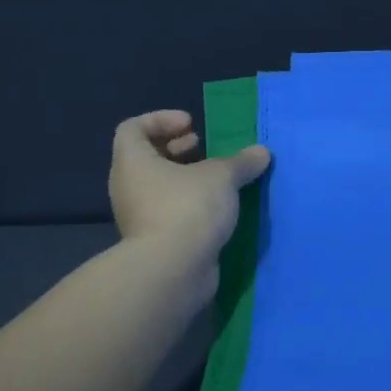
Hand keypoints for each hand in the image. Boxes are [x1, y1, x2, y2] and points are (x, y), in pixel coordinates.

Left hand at [109, 111, 271, 268]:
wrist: (172, 271)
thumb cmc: (187, 208)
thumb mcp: (221, 177)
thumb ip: (241, 162)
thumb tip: (261, 152)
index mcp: (133, 162)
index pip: (132, 128)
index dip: (160, 119)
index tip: (191, 125)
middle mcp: (128, 186)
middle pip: (146, 156)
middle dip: (176, 148)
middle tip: (203, 147)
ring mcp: (138, 216)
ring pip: (160, 186)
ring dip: (186, 177)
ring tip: (217, 178)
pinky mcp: (154, 240)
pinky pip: (169, 211)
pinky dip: (190, 203)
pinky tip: (218, 208)